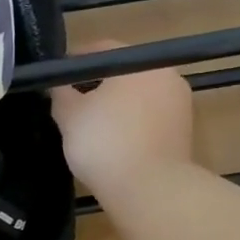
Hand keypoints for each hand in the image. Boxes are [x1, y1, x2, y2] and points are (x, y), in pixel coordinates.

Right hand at [49, 42, 193, 196]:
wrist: (150, 189)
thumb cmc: (105, 143)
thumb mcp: (69, 116)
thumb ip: (60, 93)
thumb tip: (59, 85)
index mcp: (138, 62)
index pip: (100, 50)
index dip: (73, 63)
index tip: (56, 78)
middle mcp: (165, 75)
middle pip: (123, 74)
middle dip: (97, 86)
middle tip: (71, 106)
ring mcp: (179, 105)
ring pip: (138, 99)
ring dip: (116, 108)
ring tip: (92, 130)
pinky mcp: (183, 134)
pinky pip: (149, 122)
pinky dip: (131, 127)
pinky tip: (115, 145)